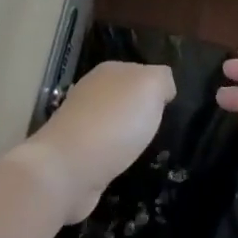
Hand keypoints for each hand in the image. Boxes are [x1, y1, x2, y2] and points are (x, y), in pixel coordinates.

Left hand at [19, 61, 173, 221]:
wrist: (69, 167)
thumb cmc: (115, 122)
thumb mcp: (150, 87)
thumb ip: (161, 79)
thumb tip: (163, 87)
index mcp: (109, 70)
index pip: (140, 72)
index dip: (156, 89)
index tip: (168, 109)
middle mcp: (91, 91)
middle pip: (124, 97)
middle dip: (140, 111)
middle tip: (159, 129)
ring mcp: (79, 122)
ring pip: (112, 122)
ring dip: (125, 134)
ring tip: (143, 149)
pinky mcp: (75, 153)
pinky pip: (103, 148)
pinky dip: (114, 155)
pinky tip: (122, 164)